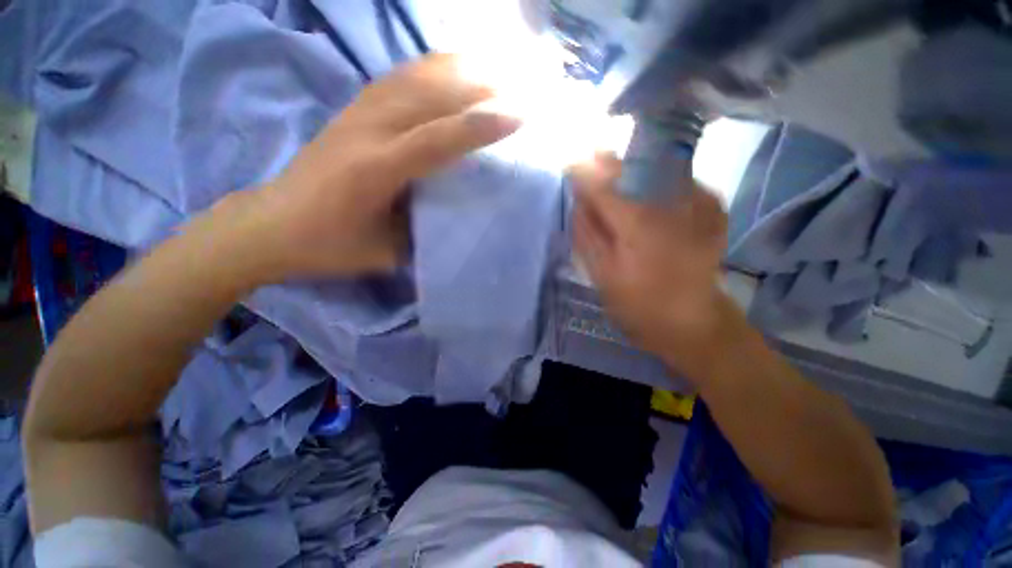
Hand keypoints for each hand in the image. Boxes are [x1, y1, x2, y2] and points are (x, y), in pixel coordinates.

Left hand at [245, 54, 520, 278]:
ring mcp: (356, 114)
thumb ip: (422, 234)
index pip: (437, 139)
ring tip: (495, 65)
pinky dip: (429, 67)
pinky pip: (397, 78)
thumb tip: (456, 216)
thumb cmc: (328, 246)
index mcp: (375, 170)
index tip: (519, 116)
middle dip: (479, 85)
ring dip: (458, 67)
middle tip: (519, 83)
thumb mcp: (383, 253)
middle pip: (429, 94)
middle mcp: (367, 131)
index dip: (479, 126)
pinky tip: (450, 65)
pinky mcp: (352, 111)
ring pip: (413, 77)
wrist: (270, 225)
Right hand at [570, 153, 733, 380]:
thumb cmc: (639, 304)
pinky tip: (647, 196)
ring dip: (633, 170)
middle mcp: (672, 201)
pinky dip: (657, 182)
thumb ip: (586, 232)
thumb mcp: (601, 273)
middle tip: (590, 163)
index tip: (569, 166)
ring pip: (656, 167)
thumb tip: (578, 199)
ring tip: (615, 179)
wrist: (693, 322)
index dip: (583, 171)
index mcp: (638, 221)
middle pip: (633, 166)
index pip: (603, 182)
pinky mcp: (713, 207)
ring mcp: (699, 200)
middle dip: (609, 164)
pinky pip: (677, 181)